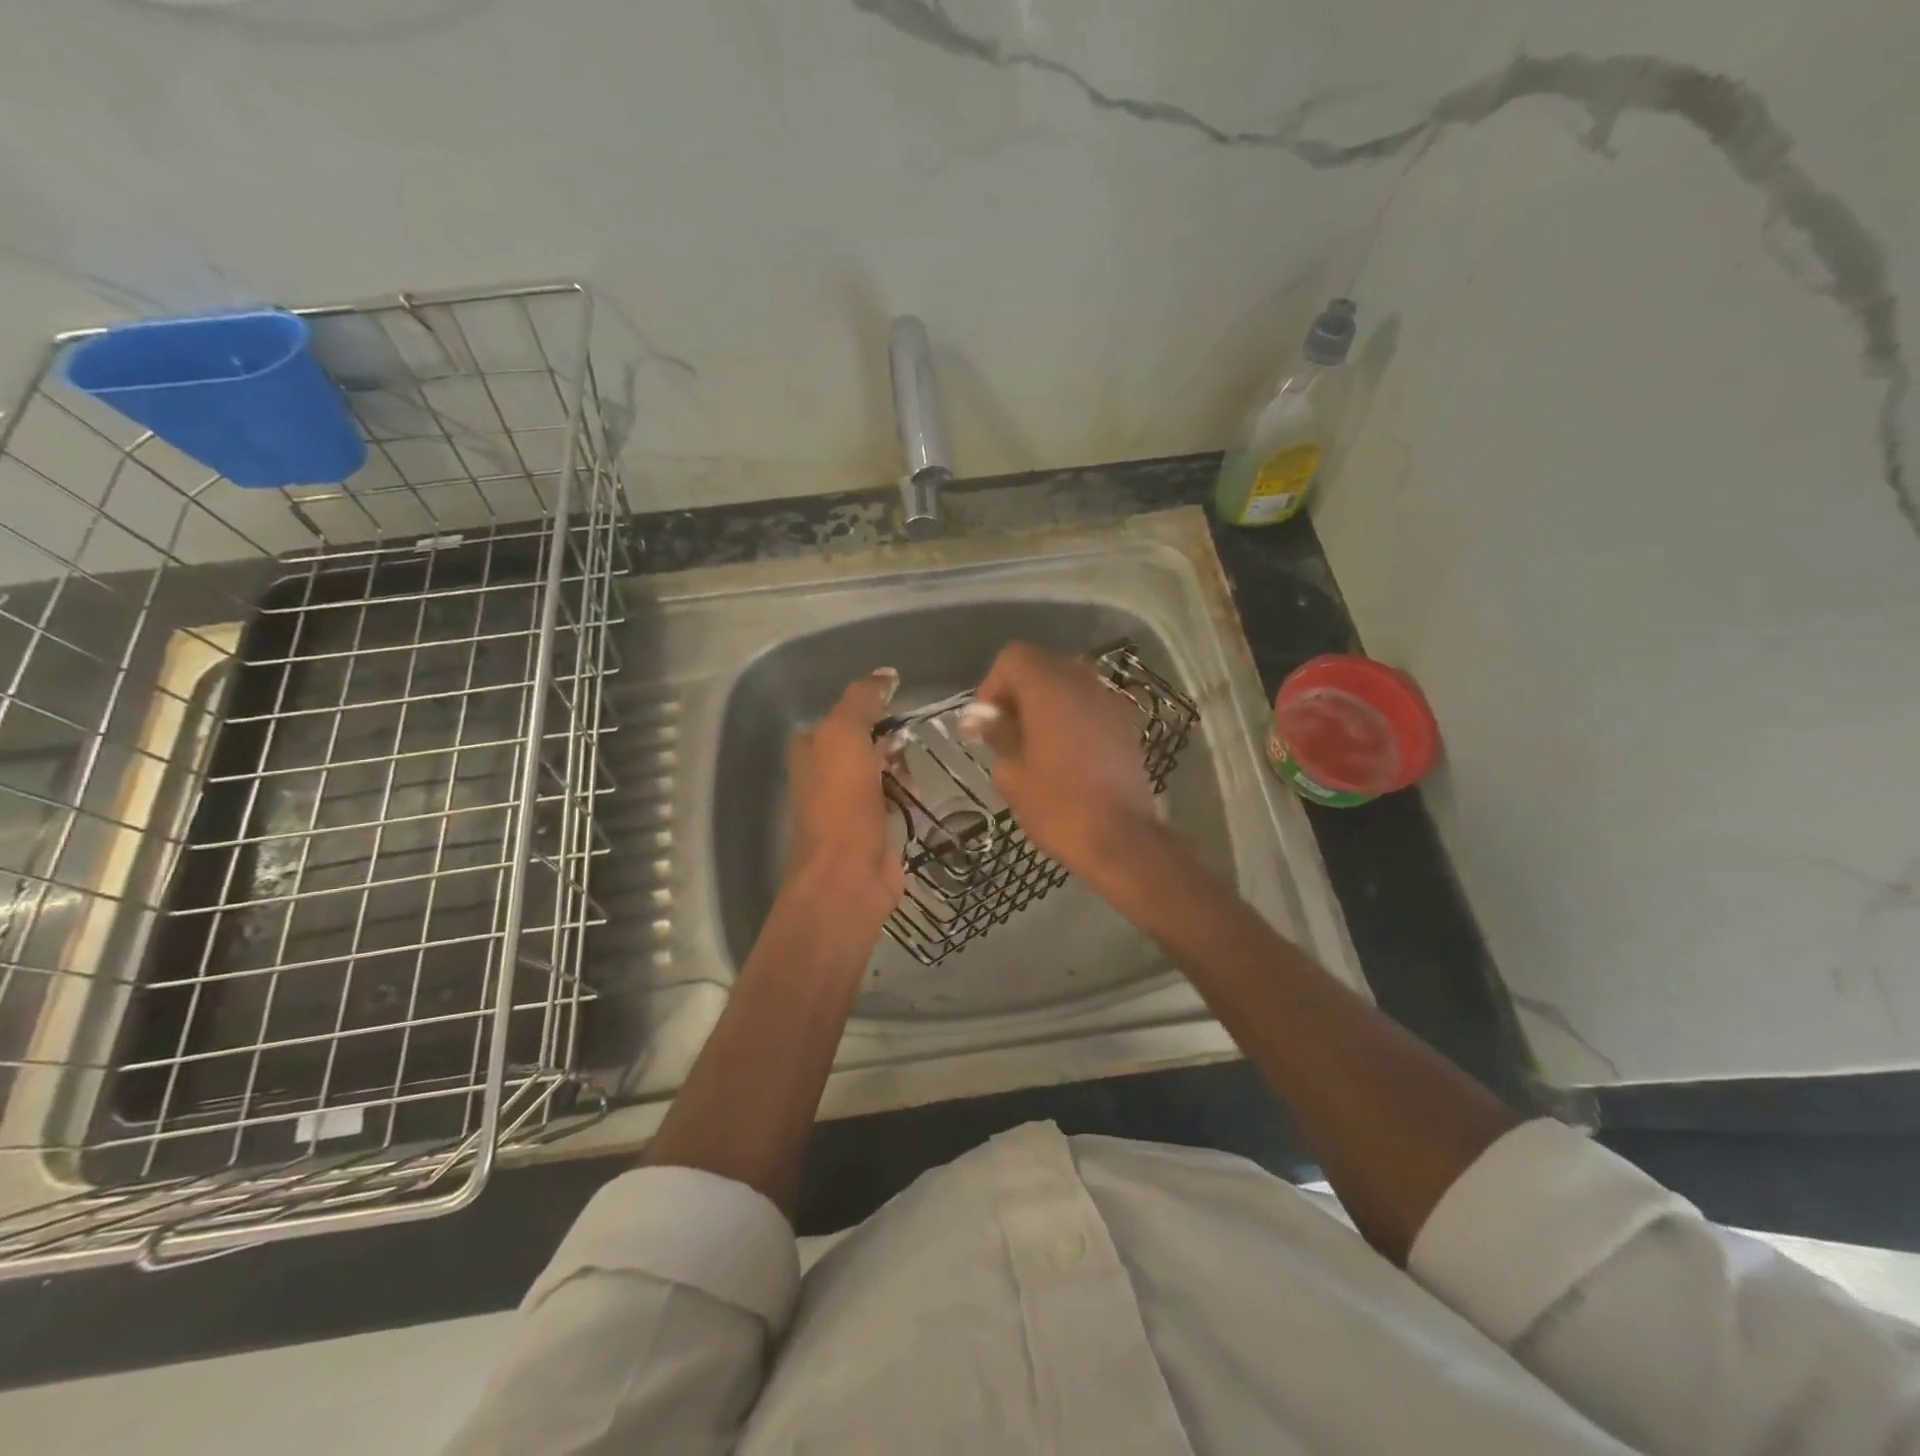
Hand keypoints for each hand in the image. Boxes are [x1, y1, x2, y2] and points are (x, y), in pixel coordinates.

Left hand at [786, 669, 907, 921]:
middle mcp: (825, 773)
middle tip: (908, 744)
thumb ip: (862, 700)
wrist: (849, 874)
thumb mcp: (845, 735)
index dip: (871, 708)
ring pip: (881, 769)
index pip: (843, 714)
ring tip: (914, 773)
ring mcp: (848, 803)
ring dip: (901, 767)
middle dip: (889, 739)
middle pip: (864, 741)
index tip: (898, 706)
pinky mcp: (871, 827)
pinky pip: (894, 798)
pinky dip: (906, 793)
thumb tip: (886, 673)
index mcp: (811, 749)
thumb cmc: (842, 801)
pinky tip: (918, 795)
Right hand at [967, 643, 1160, 881]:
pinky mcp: (1127, 725)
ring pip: (1069, 683)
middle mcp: (1084, 683)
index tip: (985, 722)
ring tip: (1033, 741)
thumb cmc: (1057, 805)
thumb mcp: (1012, 773)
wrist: (1120, 838)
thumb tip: (988, 721)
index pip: (1013, 658)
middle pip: (1043, 665)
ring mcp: (1111, 702)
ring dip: (1046, 702)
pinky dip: (1072, 716)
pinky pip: (1090, 705)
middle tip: (1004, 730)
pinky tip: (1064, 752)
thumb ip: (999, 735)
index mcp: (1050, 688)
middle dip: (1019, 691)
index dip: (993, 685)